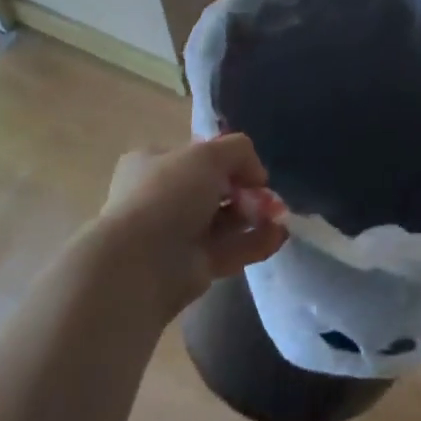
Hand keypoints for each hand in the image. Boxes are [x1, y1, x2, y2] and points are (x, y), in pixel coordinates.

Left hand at [96, 135, 288, 321]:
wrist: (139, 264)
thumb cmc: (168, 194)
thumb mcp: (209, 154)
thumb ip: (239, 151)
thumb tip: (256, 175)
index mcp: (152, 164)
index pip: (194, 155)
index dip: (224, 157)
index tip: (248, 165)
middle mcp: (161, 198)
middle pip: (213, 188)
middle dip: (245, 190)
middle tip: (268, 194)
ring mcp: (175, 236)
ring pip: (223, 220)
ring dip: (255, 216)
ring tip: (280, 215)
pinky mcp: (191, 269)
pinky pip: (229, 250)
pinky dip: (254, 242)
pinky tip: (279, 236)